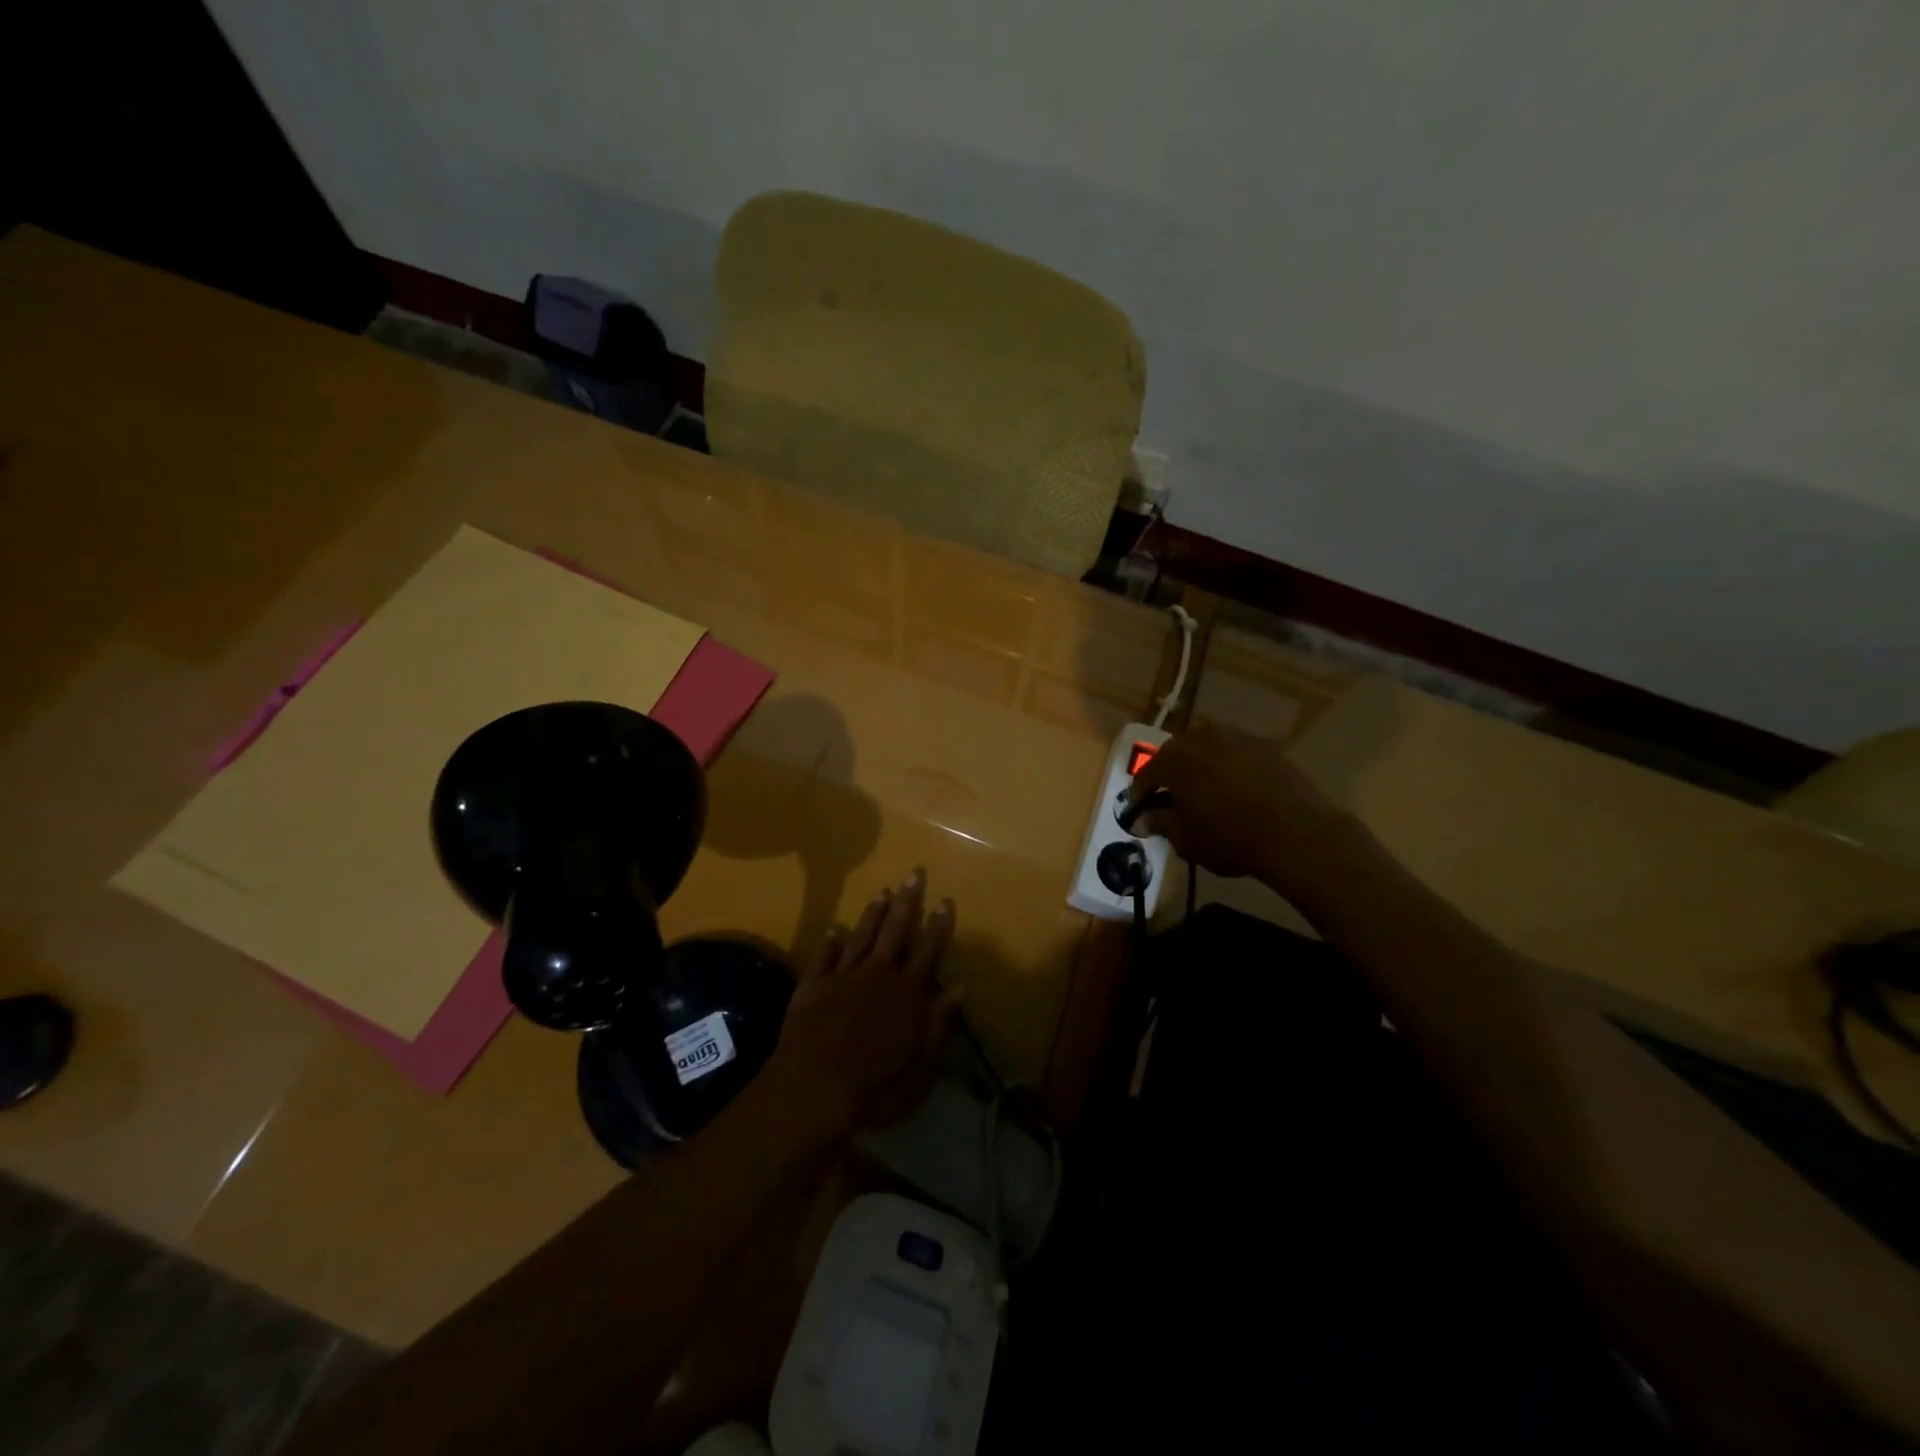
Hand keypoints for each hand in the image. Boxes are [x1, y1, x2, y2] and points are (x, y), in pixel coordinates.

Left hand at [767, 868, 959, 1137]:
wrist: (813, 1087)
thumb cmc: (876, 1085)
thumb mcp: (922, 1064)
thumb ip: (940, 1023)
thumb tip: (959, 987)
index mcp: (906, 993)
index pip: (927, 950)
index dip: (938, 925)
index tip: (945, 899)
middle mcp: (877, 975)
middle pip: (895, 931)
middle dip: (907, 902)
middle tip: (914, 873)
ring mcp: (842, 977)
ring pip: (861, 936)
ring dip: (872, 914)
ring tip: (881, 892)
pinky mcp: (812, 986)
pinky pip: (823, 957)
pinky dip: (830, 941)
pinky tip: (834, 928)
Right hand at [1127, 721, 1357, 886]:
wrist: (1295, 833)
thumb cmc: (1228, 837)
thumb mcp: (1184, 838)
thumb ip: (1158, 823)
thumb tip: (1141, 819)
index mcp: (1173, 758)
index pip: (1145, 775)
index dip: (1139, 796)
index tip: (1139, 813)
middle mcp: (1200, 737)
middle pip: (1175, 756)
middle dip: (1170, 777)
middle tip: (1171, 801)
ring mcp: (1235, 736)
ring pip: (1206, 751)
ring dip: (1199, 769)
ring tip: (1205, 794)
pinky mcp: (1264, 745)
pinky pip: (1234, 754)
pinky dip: (1228, 769)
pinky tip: (1235, 791)